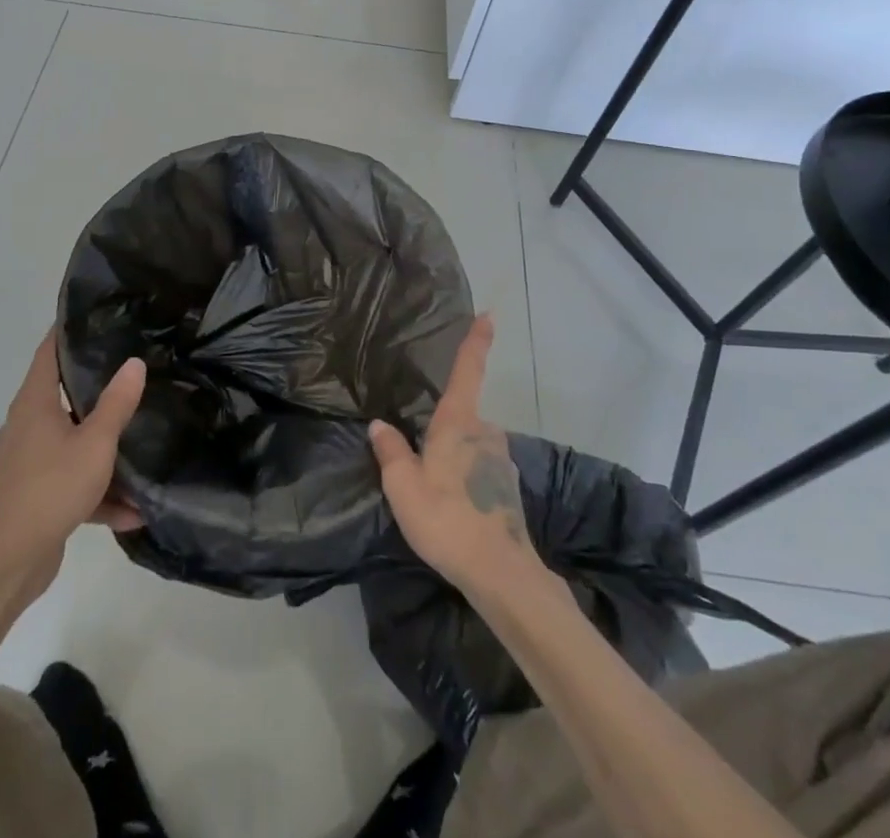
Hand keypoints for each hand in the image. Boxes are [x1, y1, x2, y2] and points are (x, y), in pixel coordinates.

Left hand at [0, 329, 145, 597]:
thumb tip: (134, 362)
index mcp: (34, 404)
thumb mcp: (94, 443)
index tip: (95, 314)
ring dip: (103, 448)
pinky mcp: (34, 493)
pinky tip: (132, 510)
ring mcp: (28, 461)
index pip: (48, 352)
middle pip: (62, 394)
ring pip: (72, 441)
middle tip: (132, 369)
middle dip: (96, 385)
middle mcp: (26, 425)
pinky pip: (71, 480)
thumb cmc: (49, 490)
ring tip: (141, 440)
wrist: (7, 565)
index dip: (67, 330)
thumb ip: (116, 403)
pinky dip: (97, 491)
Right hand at [369, 314, 541, 596]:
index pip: (467, 371)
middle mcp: (485, 432)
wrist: (500, 573)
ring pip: (472, 447)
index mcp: (458, 423)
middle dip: (444, 432)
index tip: (490, 315)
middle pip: (462, 418)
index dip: (477, 341)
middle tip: (423, 466)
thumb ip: (390, 452)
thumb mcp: (403, 486)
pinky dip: (468, 481)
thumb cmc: (447, 520)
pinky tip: (456, 511)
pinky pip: (481, 470)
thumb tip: (380, 424)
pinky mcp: (509, 486)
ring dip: (456, 461)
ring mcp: (502, 459)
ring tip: (437, 497)